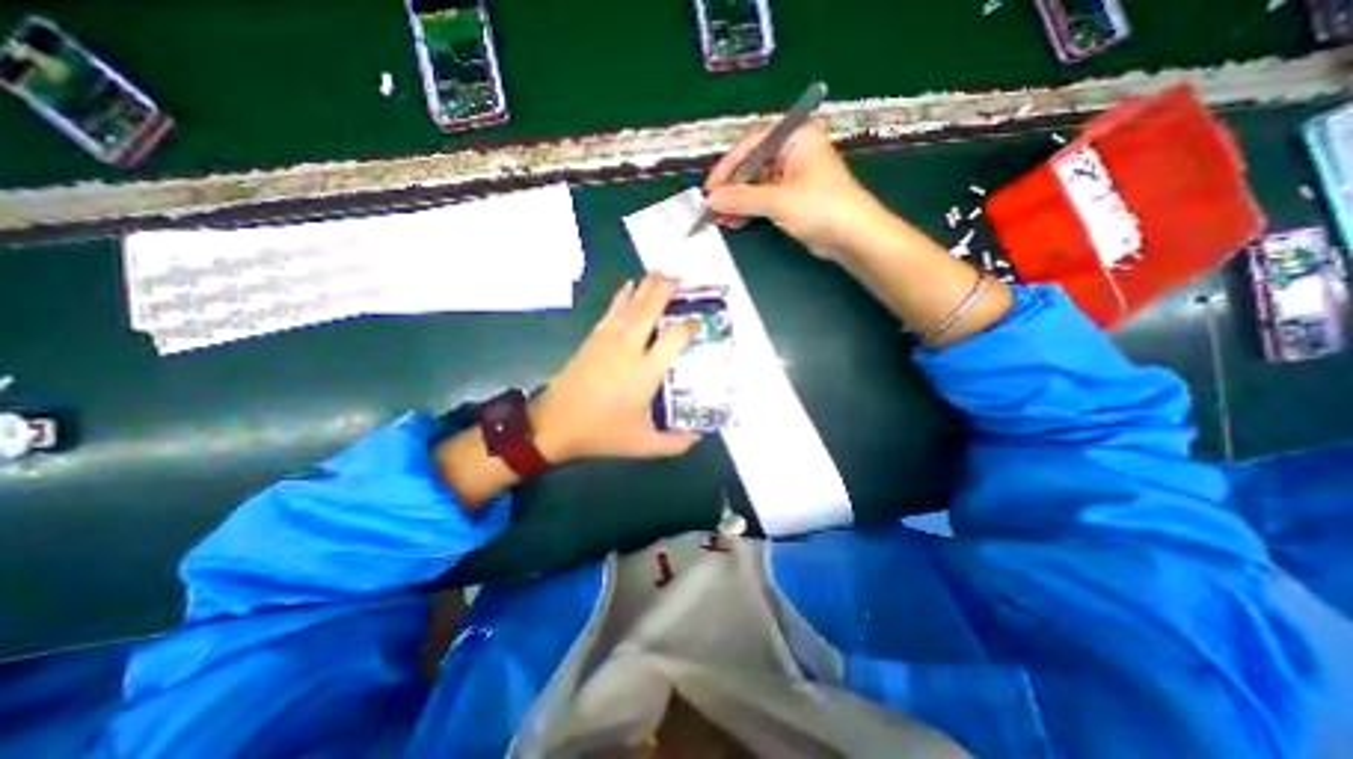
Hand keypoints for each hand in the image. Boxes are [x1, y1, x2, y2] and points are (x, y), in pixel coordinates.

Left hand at [528, 273, 696, 461]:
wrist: (554, 424)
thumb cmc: (601, 432)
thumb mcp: (642, 445)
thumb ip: (675, 444)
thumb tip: (699, 438)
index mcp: (645, 372)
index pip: (674, 338)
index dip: (690, 326)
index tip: (700, 322)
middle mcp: (629, 349)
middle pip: (649, 311)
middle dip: (665, 290)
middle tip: (680, 277)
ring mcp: (608, 341)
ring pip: (630, 306)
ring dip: (646, 287)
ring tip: (661, 272)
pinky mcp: (593, 340)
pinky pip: (612, 311)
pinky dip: (623, 296)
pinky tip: (630, 286)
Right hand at [704, 120, 895, 256]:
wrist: (852, 236)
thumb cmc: (819, 207)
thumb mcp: (777, 200)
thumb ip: (742, 199)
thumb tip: (711, 201)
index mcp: (795, 137)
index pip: (752, 143)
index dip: (728, 165)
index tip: (711, 188)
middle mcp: (793, 151)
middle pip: (752, 164)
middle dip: (731, 187)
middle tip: (712, 206)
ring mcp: (792, 176)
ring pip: (756, 185)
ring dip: (737, 202)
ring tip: (719, 218)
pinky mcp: (792, 199)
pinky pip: (763, 200)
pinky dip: (749, 210)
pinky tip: (734, 221)